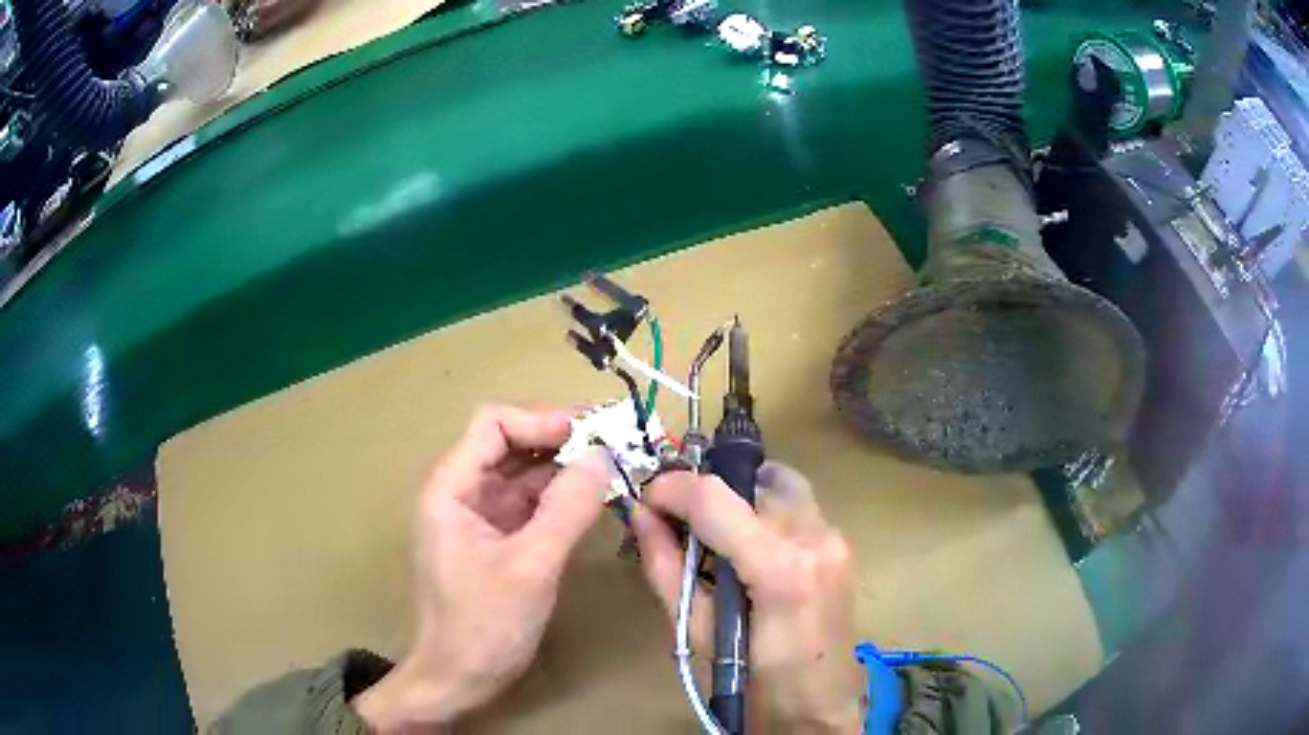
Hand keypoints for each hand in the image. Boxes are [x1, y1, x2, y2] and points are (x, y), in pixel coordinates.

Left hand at [354, 405, 610, 731]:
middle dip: (560, 441)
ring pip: (523, 475)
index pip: (494, 425)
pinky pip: (530, 506)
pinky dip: (561, 499)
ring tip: (613, 468)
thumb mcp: (530, 566)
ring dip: (565, 469)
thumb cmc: (484, 626)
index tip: (592, 432)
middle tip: (615, 444)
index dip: (542, 420)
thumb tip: (603, 455)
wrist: (459, 679)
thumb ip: (567, 508)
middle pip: (510, 445)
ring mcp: (479, 518)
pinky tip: (593, 501)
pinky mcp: (496, 542)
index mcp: (451, 489)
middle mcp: (461, 494)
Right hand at [631, 462, 862, 732]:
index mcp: (780, 568)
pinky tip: (747, 545)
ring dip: (739, 496)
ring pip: (779, 485)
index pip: (715, 498)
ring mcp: (836, 539)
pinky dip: (764, 510)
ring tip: (712, 531)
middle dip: (707, 491)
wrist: (819, 708)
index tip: (646, 498)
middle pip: (750, 482)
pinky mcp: (843, 546)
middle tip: (677, 518)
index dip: (673, 488)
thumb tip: (640, 516)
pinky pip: (798, 506)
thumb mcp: (697, 633)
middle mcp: (816, 538)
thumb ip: (666, 569)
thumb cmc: (754, 684)